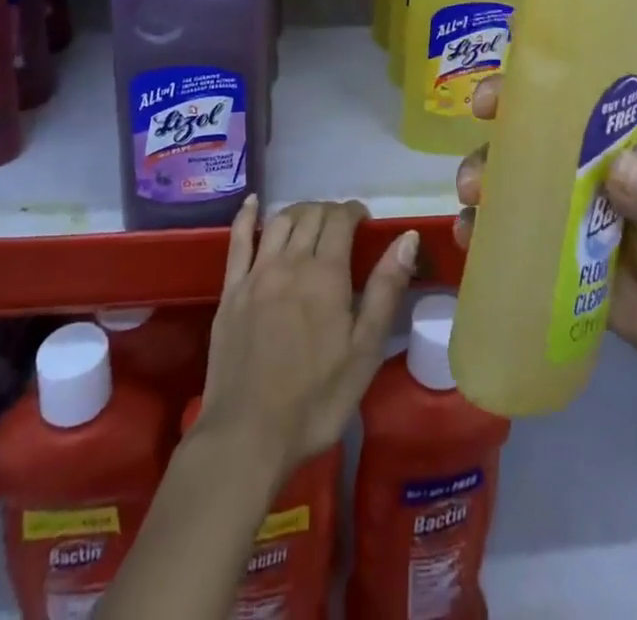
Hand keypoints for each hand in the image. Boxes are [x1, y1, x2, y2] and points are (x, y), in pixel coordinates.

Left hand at [197, 197, 418, 482]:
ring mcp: (256, 274)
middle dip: (329, 211)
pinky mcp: (230, 290)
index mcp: (326, 274)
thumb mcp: (364, 350)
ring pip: (278, 221)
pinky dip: (246, 216)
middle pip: (310, 215)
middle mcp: (290, 262)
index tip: (364, 220)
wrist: (248, 435)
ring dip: (298, 211)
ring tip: (310, 218)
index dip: (354, 212)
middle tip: (341, 225)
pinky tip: (252, 201)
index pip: (340, 220)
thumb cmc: (316, 399)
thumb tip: (406, 238)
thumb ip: (385, 289)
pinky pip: (237, 240)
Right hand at [456, 77, 636, 376]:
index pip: (556, 104)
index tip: (489, 100)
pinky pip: (500, 232)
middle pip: (517, 143)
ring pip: (502, 183)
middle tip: (475, 179)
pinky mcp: (541, 250)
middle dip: (488, 150)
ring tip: (470, 206)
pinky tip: (466, 239)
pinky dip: (477, 230)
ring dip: (477, 185)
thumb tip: (621, 169)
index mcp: (600, 145)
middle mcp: (569, 169)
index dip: (520, 93)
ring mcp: (552, 210)